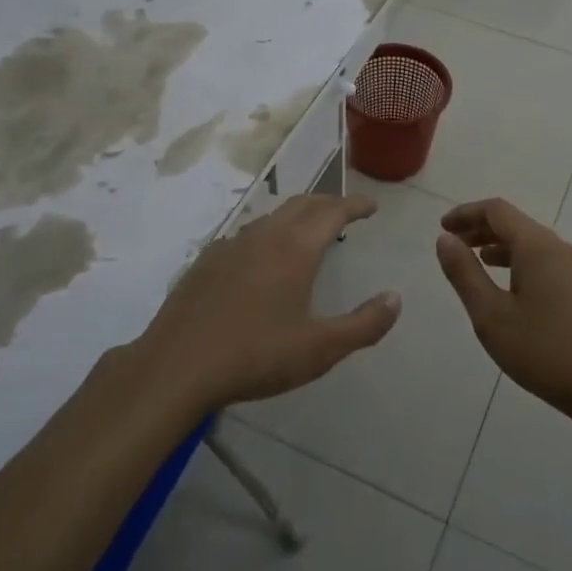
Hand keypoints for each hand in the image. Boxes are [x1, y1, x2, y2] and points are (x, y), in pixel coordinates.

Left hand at [133, 194, 399, 411]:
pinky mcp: (206, 262)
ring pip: (272, 216)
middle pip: (302, 204)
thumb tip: (395, 298)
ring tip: (308, 232)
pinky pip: (246, 234)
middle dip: (328, 202)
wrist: (176, 367)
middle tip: (345, 212)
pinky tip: (262, 259)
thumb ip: (364, 324)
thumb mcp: (320, 349)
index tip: (372, 206)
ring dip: (297, 216)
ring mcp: (230, 246)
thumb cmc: (255, 356)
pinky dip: (267, 234)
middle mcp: (264, 236)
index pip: (333, 211)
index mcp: (295, 249)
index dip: (355, 205)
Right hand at [434, 199, 571, 428]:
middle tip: (452, 244)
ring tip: (473, 261)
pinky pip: (542, 260)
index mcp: (537, 246)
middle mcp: (558, 248)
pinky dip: (517, 261)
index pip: (496, 211)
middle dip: (480, 228)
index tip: (442, 227)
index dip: (466, 213)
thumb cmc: (544, 350)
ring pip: (530, 243)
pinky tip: (506, 286)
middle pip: (514, 223)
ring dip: (498, 245)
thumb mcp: (491, 315)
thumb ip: (465, 274)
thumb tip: (445, 239)